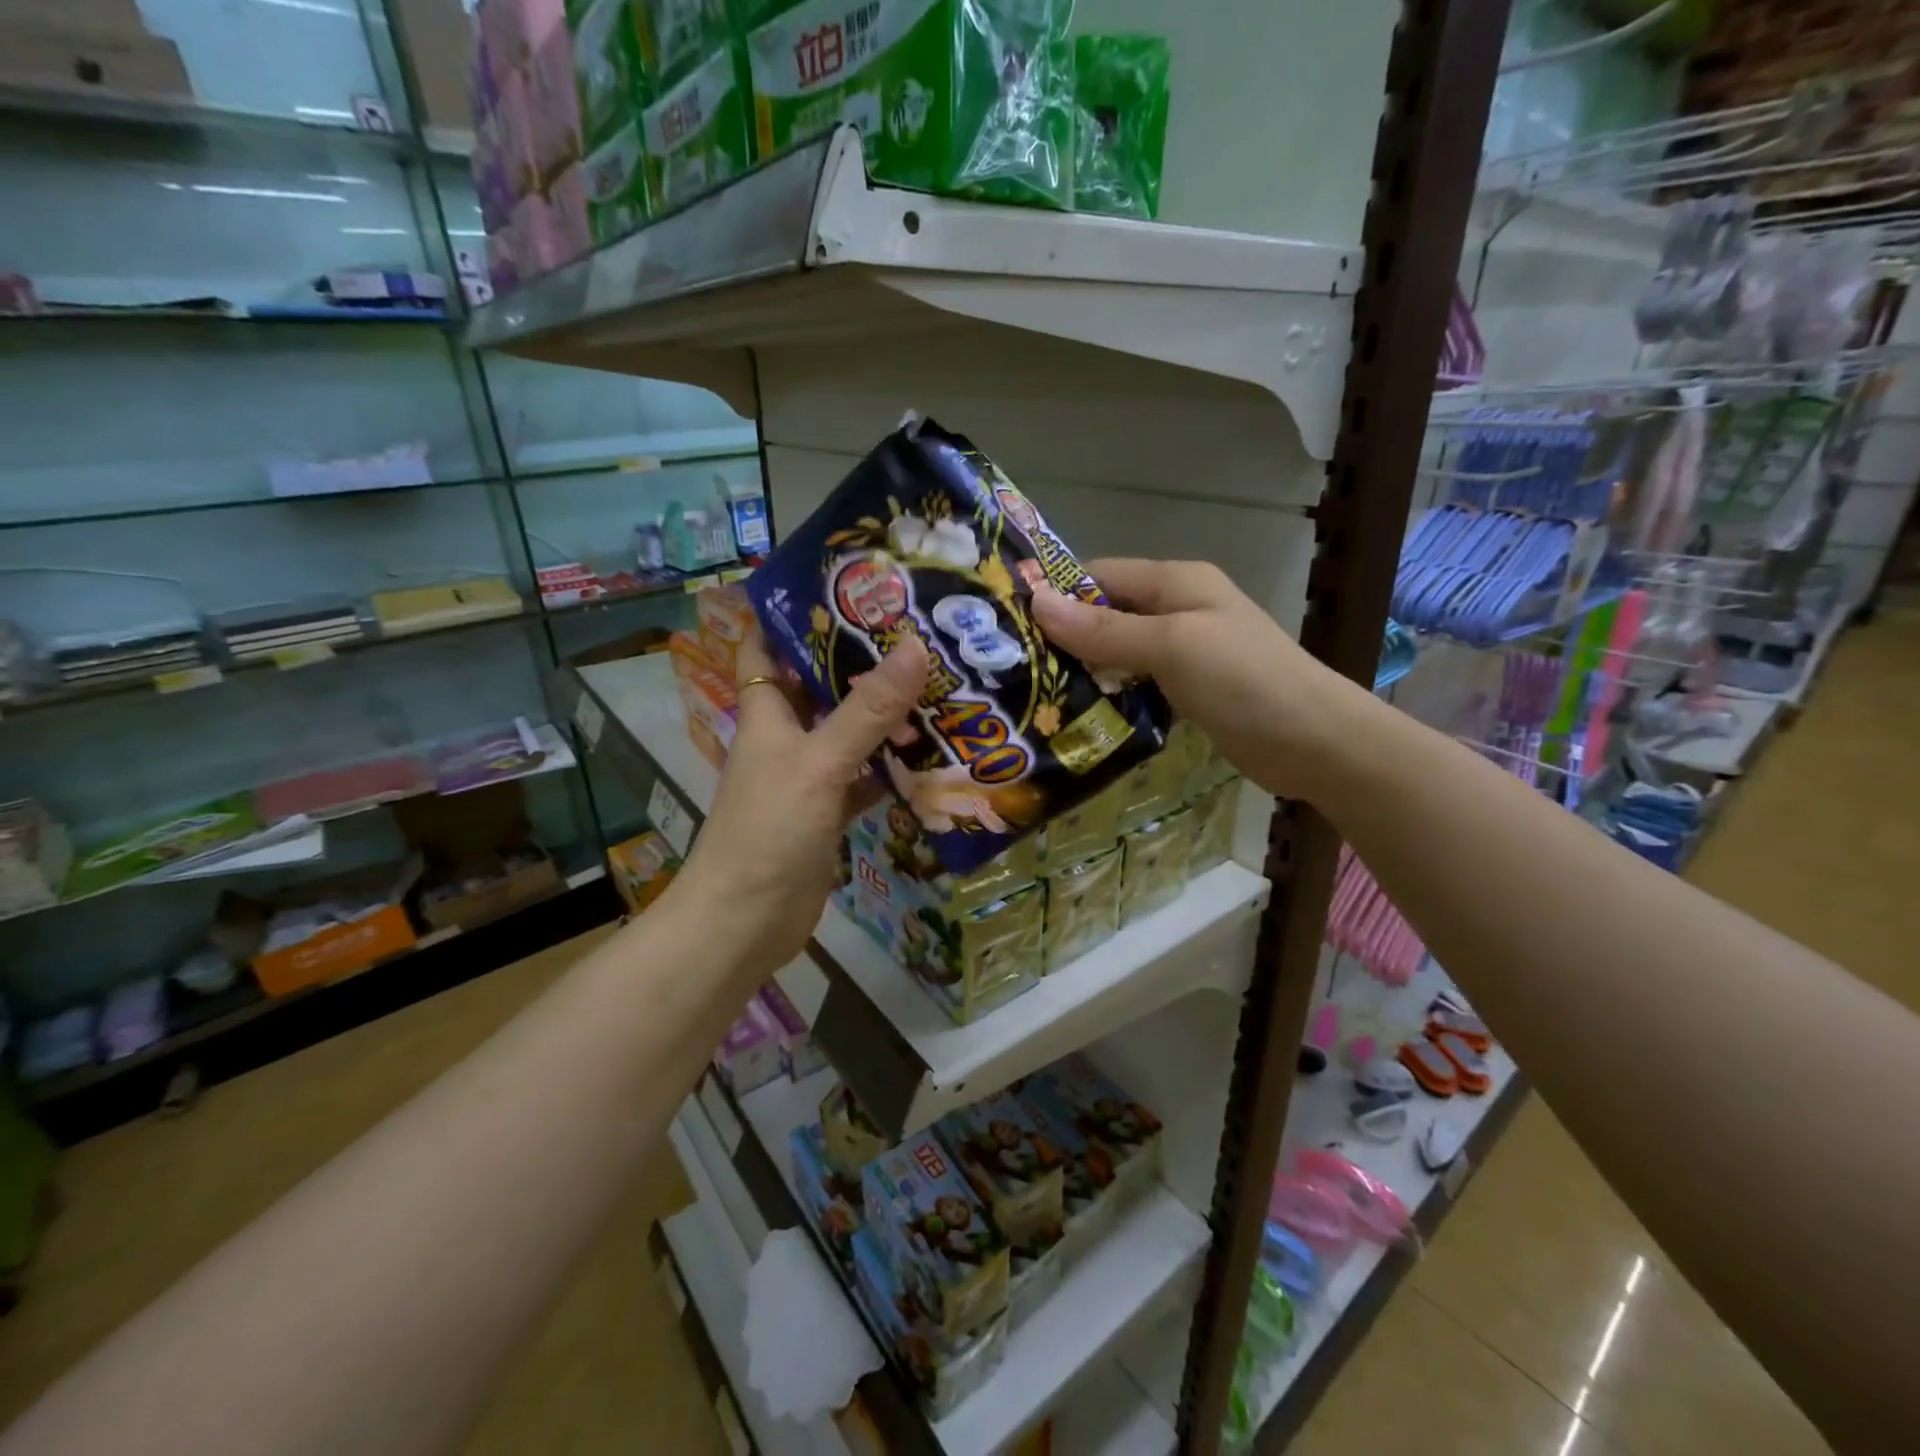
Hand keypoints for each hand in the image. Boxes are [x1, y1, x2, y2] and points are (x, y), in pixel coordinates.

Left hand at [672, 627, 929, 977]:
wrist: (746, 921)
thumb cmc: (769, 830)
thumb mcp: (819, 762)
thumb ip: (867, 710)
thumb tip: (915, 646)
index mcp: (766, 713)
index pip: (765, 648)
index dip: (789, 615)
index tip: (839, 586)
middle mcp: (785, 737)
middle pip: (819, 686)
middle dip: (858, 660)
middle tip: (914, 630)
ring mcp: (808, 776)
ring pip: (848, 732)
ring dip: (882, 714)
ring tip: (936, 680)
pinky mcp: (828, 812)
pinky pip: (864, 777)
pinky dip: (891, 767)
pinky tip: (931, 753)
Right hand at [1028, 558, 1364, 801]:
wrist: (1316, 742)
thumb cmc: (1244, 681)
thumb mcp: (1171, 646)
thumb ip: (1105, 629)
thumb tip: (1037, 603)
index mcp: (1175, 582)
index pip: (1099, 576)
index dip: (1056, 595)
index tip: (1008, 624)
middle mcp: (1177, 610)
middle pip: (1105, 615)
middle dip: (1063, 638)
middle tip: (1011, 667)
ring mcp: (1184, 652)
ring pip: (1118, 653)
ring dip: (1083, 671)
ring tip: (1031, 695)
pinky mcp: (1188, 691)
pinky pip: (1136, 685)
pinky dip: (1109, 696)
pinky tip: (1076, 717)